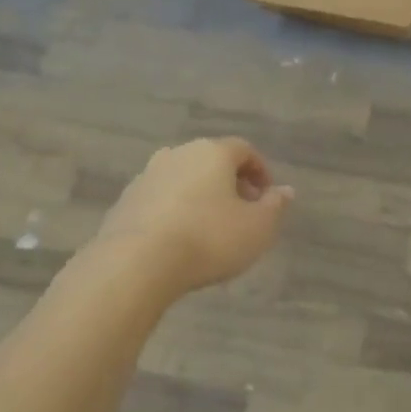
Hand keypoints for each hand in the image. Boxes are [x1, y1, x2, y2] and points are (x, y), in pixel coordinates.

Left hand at [92, 138, 293, 295]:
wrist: (136, 262)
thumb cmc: (208, 239)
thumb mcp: (257, 228)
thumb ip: (275, 206)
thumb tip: (285, 191)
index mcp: (213, 152)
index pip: (244, 149)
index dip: (260, 171)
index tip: (268, 197)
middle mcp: (178, 154)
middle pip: (211, 161)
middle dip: (230, 183)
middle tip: (242, 212)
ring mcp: (147, 175)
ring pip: (183, 179)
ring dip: (200, 196)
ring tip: (210, 228)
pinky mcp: (126, 200)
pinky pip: (160, 199)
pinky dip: (174, 210)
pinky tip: (178, 238)